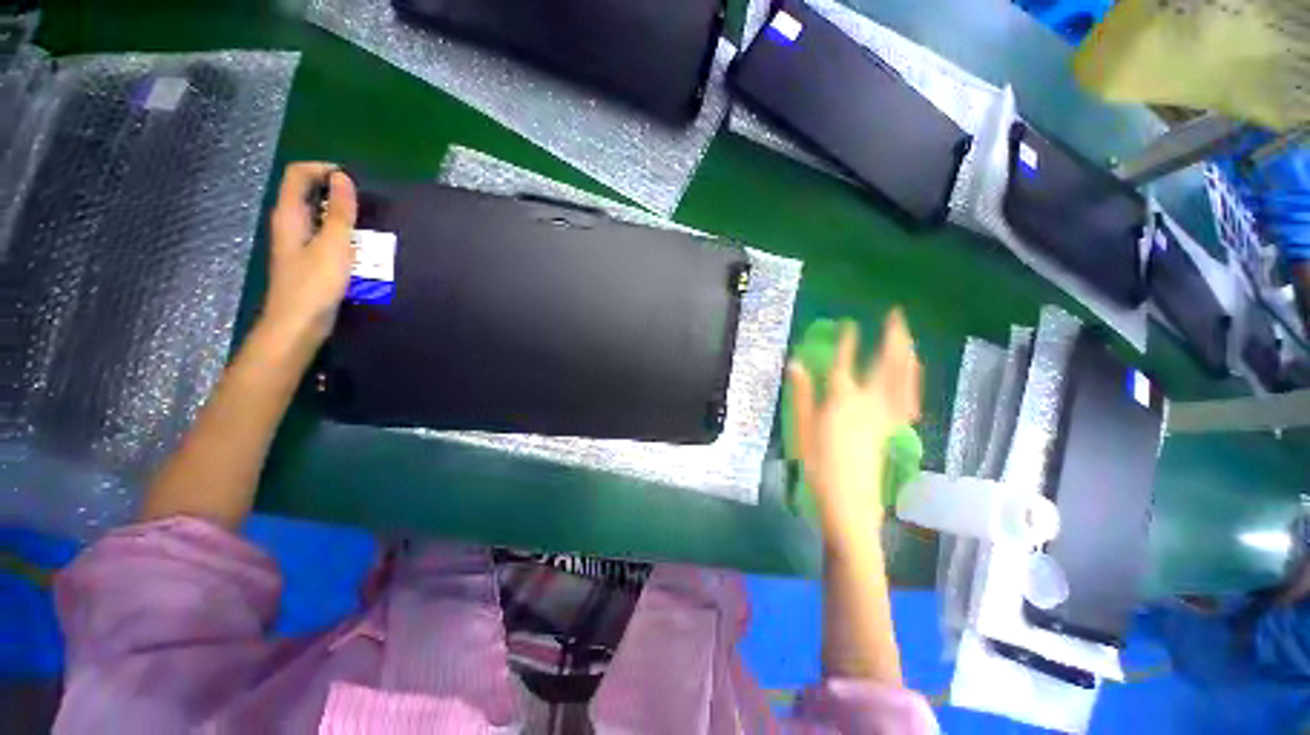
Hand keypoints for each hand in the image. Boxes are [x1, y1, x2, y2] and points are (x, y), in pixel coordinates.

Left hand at [263, 162, 357, 347]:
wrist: (298, 325)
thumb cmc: (314, 285)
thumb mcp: (333, 246)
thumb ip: (339, 212)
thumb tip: (344, 178)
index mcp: (289, 215)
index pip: (298, 174)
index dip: (323, 169)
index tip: (353, 180)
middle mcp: (289, 224)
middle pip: (306, 192)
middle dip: (335, 191)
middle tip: (366, 203)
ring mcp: (297, 242)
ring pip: (316, 214)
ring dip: (340, 213)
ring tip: (368, 224)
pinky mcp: (307, 259)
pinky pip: (324, 234)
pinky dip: (341, 232)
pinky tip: (359, 246)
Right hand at [788, 310, 921, 545]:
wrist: (848, 502)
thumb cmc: (818, 464)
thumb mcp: (802, 427)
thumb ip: (801, 393)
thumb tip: (795, 363)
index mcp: (842, 399)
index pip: (845, 362)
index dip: (848, 341)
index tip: (851, 323)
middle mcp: (870, 401)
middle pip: (887, 363)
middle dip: (893, 336)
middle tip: (896, 315)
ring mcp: (887, 415)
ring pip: (904, 378)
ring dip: (907, 353)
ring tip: (909, 337)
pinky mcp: (895, 429)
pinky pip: (909, 399)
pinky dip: (912, 382)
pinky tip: (913, 375)